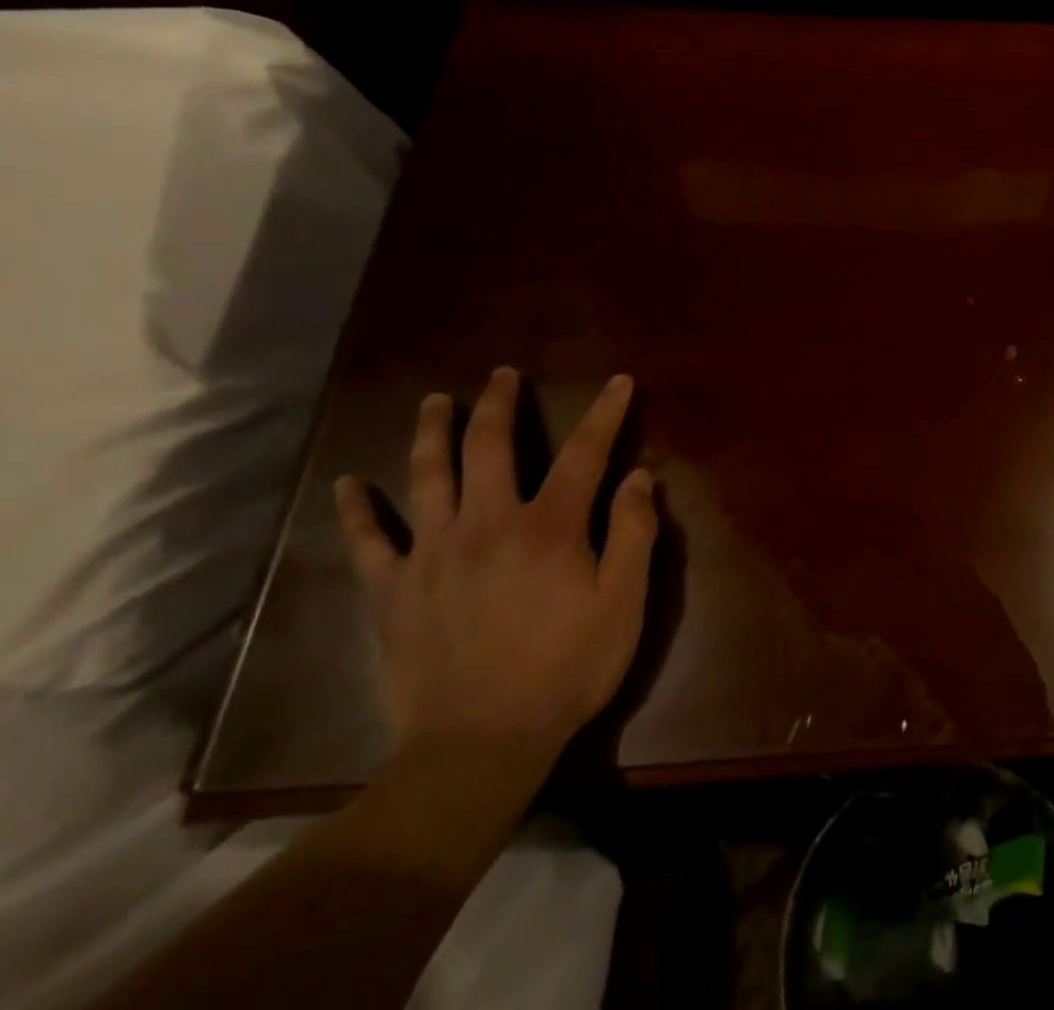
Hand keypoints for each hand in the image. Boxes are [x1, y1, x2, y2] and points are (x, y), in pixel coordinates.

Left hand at [334, 367, 657, 770]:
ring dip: (432, 432)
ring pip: (427, 476)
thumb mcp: (624, 603)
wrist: (481, 745)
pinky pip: (368, 542)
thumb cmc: (568, 669)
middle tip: (503, 375)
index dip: (605, 413)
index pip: (584, 453)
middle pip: (491, 446)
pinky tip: (347, 485)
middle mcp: (488, 523)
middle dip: (500, 403)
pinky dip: (356, 511)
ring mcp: (434, 554)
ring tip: (435, 402)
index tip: (619, 382)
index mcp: (550, 526)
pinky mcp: (395, 591)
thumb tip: (638, 475)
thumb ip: (634, 533)